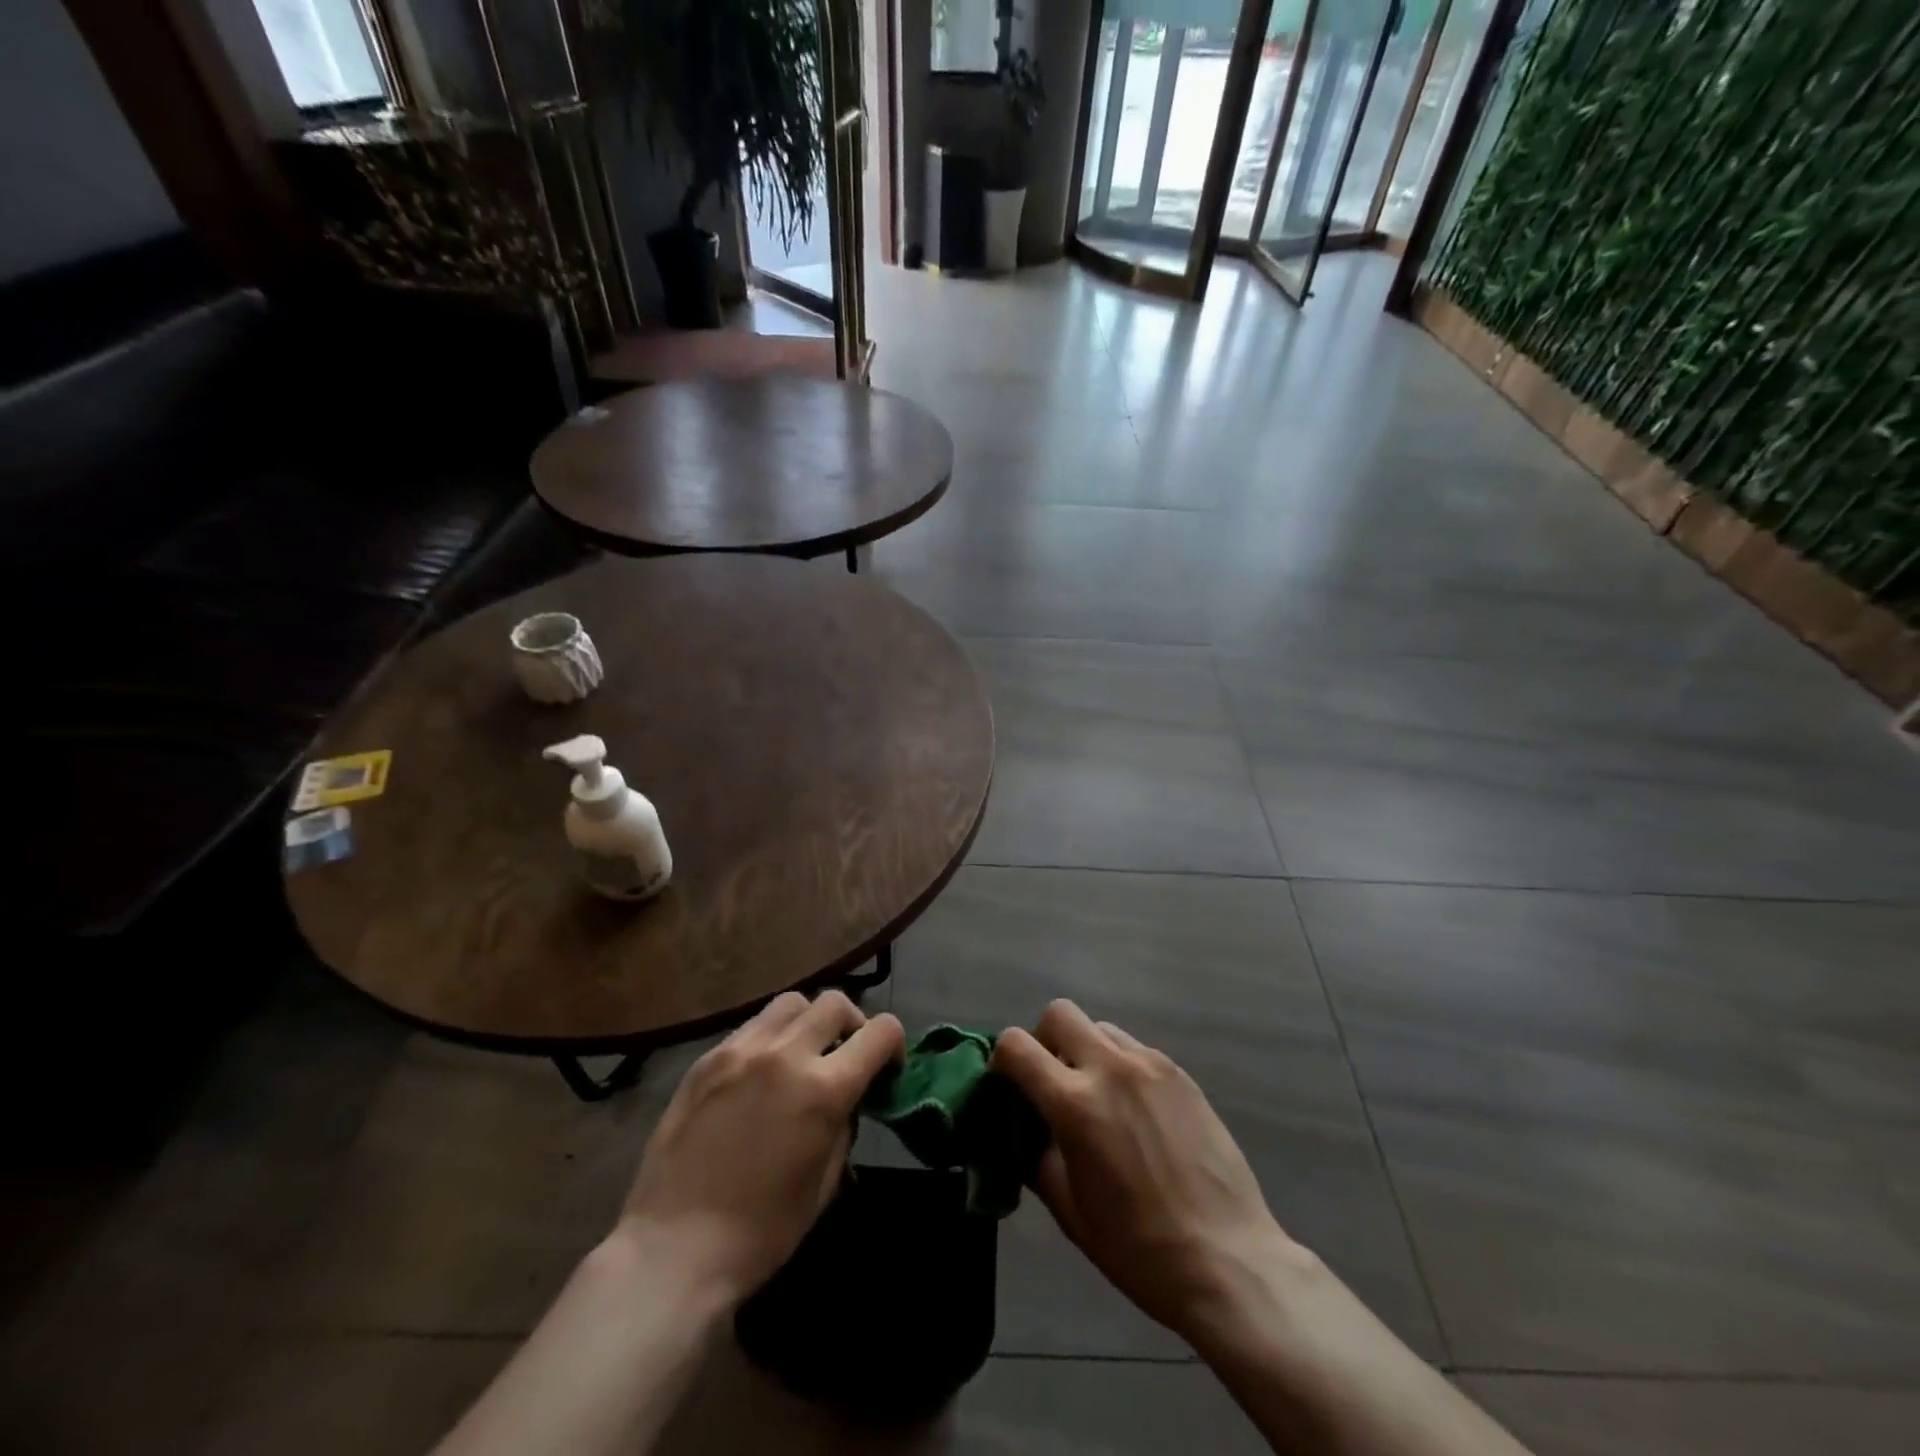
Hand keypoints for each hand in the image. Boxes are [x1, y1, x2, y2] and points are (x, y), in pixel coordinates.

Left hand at [619, 989, 903, 1304]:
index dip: (893, 1045)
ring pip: (791, 1004)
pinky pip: (752, 1027)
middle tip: (844, 1057)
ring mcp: (741, 1050)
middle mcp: (785, 1054)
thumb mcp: (825, 1184)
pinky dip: (770, 1038)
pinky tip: (759, 1074)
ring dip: (808, 1022)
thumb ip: (843, 1126)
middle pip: (836, 1003)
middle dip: (852, 1025)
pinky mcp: (707, 1059)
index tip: (886, 1068)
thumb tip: (846, 1100)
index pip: (881, 1031)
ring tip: (800, 1056)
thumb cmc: (761, 1232)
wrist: (673, 1249)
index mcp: (824, 1088)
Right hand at [993, 1000, 1303, 1344]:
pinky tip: (1137, 1112)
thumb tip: (1024, 1131)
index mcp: (1075, 1103)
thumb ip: (1036, 1158)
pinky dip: (1121, 1066)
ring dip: (1086, 1051)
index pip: (1017, 1045)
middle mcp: (1110, 1068)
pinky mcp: (1181, 1073)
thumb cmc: (1139, 1248)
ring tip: (1100, 1098)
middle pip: (1059, 1013)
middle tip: (1053, 1083)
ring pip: (1100, 1028)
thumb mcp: (1070, 1212)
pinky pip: (1135, 1049)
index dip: (1002, 1060)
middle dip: (1045, 1040)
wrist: (1229, 1259)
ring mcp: (1150, 1065)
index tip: (1009, 1086)